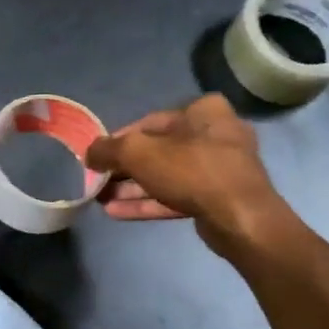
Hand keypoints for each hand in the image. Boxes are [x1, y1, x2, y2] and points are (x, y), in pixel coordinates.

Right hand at [86, 95, 291, 255]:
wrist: (240, 218)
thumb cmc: (190, 170)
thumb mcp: (138, 152)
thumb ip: (107, 149)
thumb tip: (88, 152)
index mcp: (202, 111)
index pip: (148, 122)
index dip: (117, 140)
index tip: (97, 157)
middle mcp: (214, 134)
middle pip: (157, 150)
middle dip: (123, 168)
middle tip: (97, 181)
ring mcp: (219, 168)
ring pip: (166, 175)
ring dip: (132, 188)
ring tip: (100, 199)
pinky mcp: (218, 198)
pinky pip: (177, 196)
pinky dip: (148, 202)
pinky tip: (117, 212)